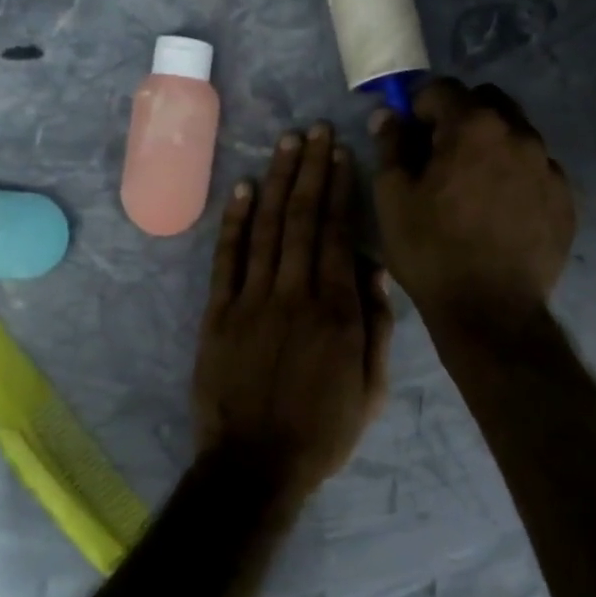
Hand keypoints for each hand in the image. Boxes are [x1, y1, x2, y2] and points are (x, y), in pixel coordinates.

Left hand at [192, 123, 394, 499]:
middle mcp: (295, 293)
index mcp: (337, 311)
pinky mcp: (218, 313)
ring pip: (268, 228)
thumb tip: (374, 265)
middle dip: (310, 170)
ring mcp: (252, 300)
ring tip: (286, 144)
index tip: (340, 154)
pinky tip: (245, 189)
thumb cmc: (322, 431)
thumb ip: (378, 326)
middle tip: (314, 131)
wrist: (254, 465)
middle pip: (303, 219)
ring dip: (278, 182)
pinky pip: (228, 258)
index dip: (339, 189)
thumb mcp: (372, 390)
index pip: (338, 234)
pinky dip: (236, 220)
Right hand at [371, 79, 575, 328]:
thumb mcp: (393, 198)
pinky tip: (498, 211)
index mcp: (474, 127)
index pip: (443, 88)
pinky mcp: (565, 198)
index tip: (410, 134)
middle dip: (460, 117)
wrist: (491, 312)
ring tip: (471, 187)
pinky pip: (536, 169)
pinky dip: (515, 175)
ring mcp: (548, 167)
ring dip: (490, 145)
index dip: (419, 106)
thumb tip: (388, 115)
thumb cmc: (431, 251)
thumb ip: (390, 146)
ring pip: (515, 134)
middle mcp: (519, 134)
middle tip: (440, 156)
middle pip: (487, 102)